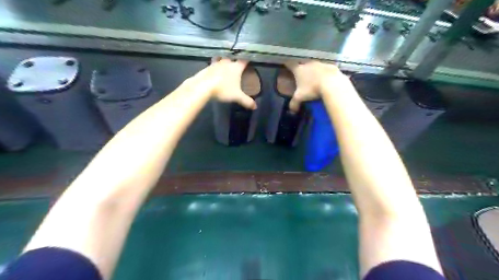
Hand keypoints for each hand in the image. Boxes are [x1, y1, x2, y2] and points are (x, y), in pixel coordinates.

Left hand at [193, 56, 256, 109]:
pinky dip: (214, 67)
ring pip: (221, 59)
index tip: (249, 62)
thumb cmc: (223, 89)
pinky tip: (214, 72)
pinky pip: (212, 65)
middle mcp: (226, 63)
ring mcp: (216, 64)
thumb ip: (246, 101)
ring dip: (223, 62)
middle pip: (232, 58)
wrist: (203, 86)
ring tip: (224, 66)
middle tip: (236, 65)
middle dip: (234, 61)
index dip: (247, 61)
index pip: (244, 61)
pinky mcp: (207, 67)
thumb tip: (255, 107)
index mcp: (236, 67)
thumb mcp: (237, 97)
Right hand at [284, 61, 347, 112]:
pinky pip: (326, 69)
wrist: (332, 83)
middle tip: (301, 76)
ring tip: (314, 79)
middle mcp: (308, 64)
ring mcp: (320, 64)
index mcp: (299, 70)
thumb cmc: (312, 89)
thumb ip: (294, 103)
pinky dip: (324, 73)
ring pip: (314, 66)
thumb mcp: (300, 98)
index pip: (290, 64)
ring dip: (313, 71)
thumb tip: (292, 111)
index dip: (287, 65)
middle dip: (301, 69)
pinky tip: (326, 80)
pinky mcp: (331, 66)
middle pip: (303, 64)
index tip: (286, 65)